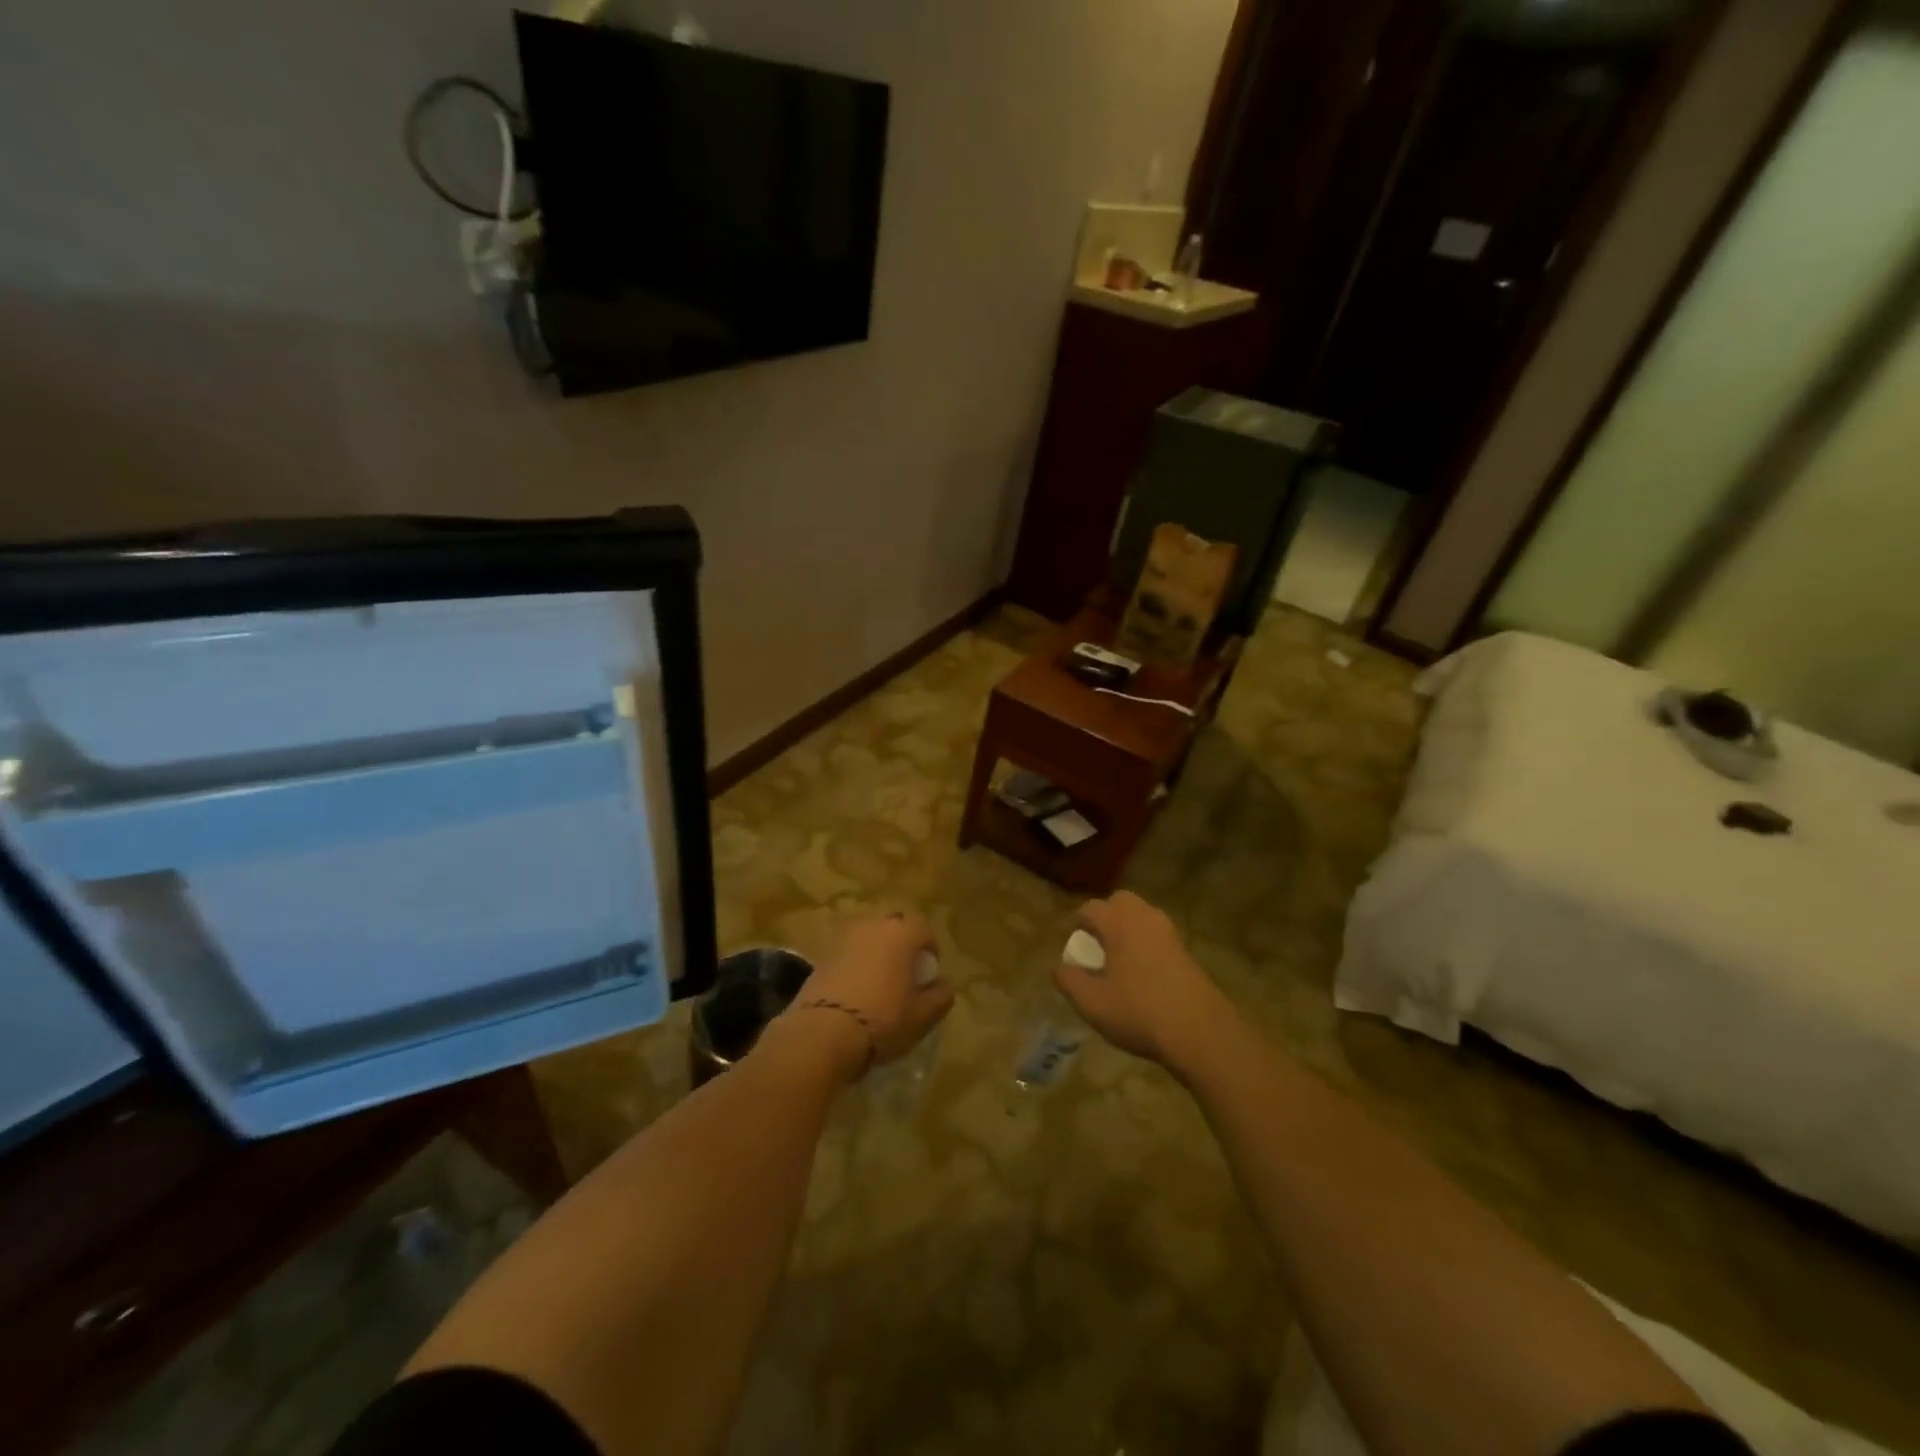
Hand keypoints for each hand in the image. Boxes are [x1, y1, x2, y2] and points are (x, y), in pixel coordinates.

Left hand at [778, 914, 953, 1080]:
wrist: (824, 1033)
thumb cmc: (884, 1019)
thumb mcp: (924, 1015)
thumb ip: (941, 995)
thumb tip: (943, 984)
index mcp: (902, 933)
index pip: (924, 928)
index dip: (930, 949)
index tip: (929, 973)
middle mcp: (873, 925)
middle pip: (894, 924)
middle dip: (902, 941)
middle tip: (905, 970)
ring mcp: (844, 938)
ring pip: (868, 935)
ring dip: (876, 949)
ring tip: (879, 979)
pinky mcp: (821, 955)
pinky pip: (848, 951)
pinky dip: (855, 962)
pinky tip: (856, 988)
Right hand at [1054, 892, 1235, 1075]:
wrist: (1200, 1032)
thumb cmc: (1138, 1012)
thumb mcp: (1092, 1003)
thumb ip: (1069, 980)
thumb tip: (1057, 966)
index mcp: (1119, 923)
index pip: (1090, 908)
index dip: (1076, 921)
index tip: (1069, 940)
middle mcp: (1144, 918)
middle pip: (1120, 901)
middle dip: (1105, 915)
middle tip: (1095, 942)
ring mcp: (1169, 933)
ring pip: (1142, 915)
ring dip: (1126, 927)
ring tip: (1116, 957)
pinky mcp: (1186, 951)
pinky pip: (1157, 934)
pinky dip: (1144, 942)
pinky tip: (1140, 971)